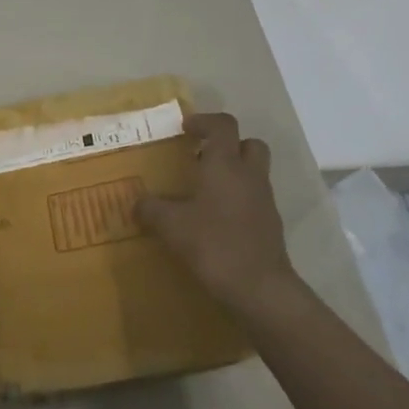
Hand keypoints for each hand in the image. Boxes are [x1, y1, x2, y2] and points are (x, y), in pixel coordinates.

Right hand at [137, 113, 302, 313]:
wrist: (260, 288)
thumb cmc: (214, 244)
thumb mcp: (171, 226)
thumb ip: (151, 209)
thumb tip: (137, 203)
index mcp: (225, 164)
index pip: (223, 125)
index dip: (204, 121)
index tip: (186, 128)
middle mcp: (249, 175)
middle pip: (249, 144)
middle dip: (228, 145)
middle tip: (202, 157)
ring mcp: (264, 200)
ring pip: (254, 171)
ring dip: (234, 172)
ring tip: (205, 190)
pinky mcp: (270, 225)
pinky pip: (254, 199)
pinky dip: (238, 200)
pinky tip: (216, 219)